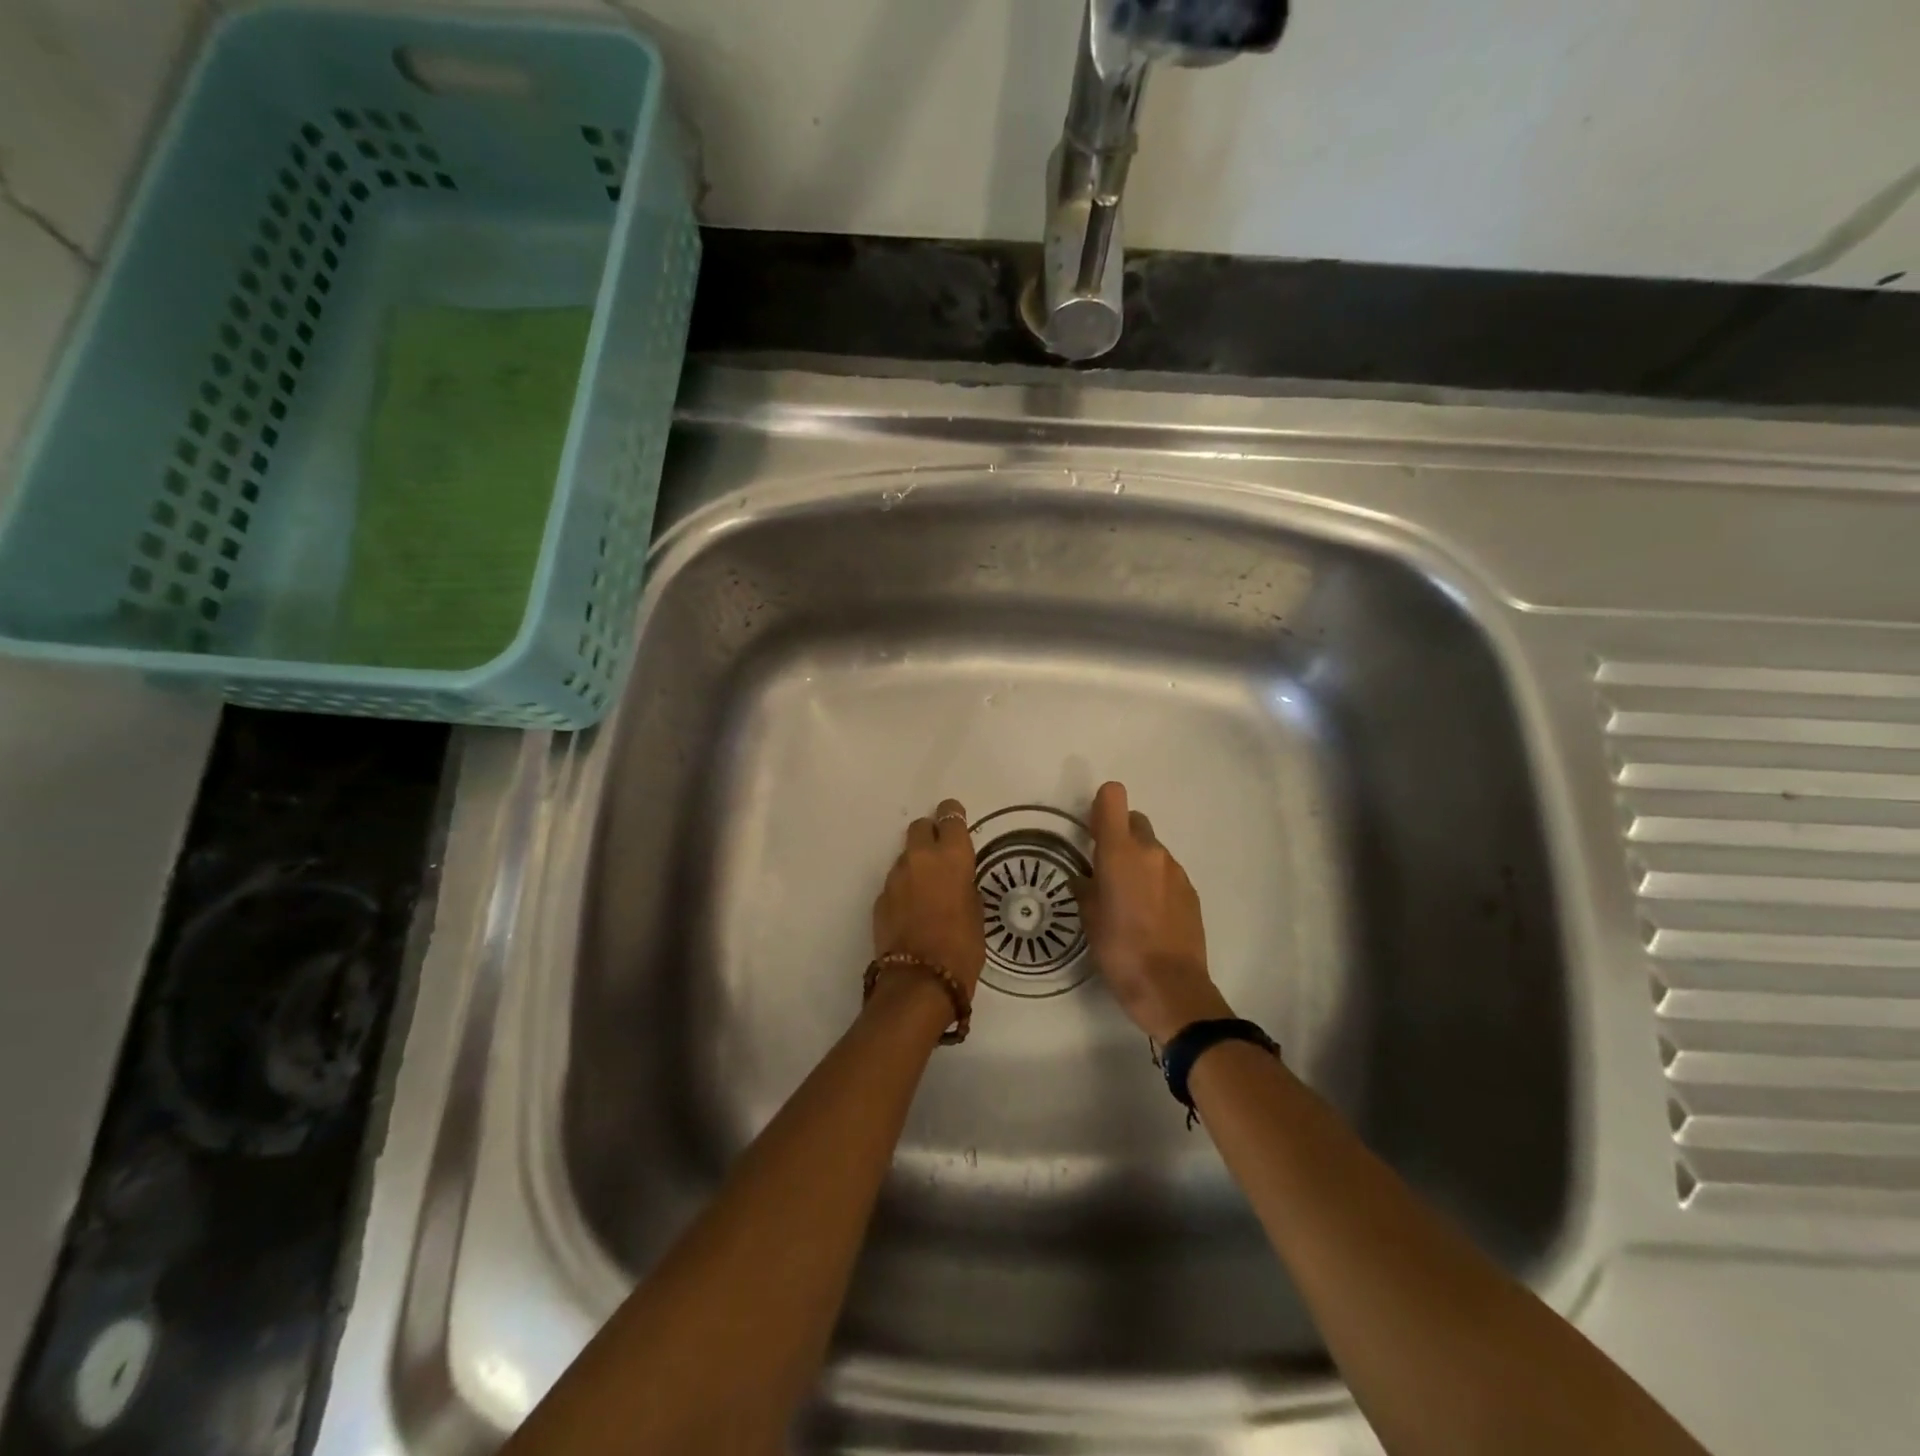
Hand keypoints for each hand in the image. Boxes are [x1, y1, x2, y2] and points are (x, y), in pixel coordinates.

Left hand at [872, 798, 985, 996]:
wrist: (919, 981)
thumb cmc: (962, 948)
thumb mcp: (977, 913)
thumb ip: (965, 887)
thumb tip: (957, 882)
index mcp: (951, 857)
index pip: (950, 817)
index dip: (953, 815)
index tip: (956, 818)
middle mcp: (920, 858)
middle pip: (920, 827)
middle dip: (930, 834)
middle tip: (941, 854)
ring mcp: (895, 877)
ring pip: (906, 857)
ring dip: (916, 865)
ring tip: (928, 891)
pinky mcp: (879, 898)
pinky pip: (895, 883)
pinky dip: (904, 890)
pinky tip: (913, 912)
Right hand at [1075, 781, 1231, 1042]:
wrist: (1171, 988)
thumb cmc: (1119, 950)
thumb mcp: (1089, 919)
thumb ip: (1085, 888)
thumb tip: (1084, 878)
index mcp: (1119, 851)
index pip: (1113, 797)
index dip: (1101, 806)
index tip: (1092, 830)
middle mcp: (1151, 851)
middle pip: (1134, 820)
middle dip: (1119, 835)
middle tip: (1106, 869)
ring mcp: (1175, 870)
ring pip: (1152, 849)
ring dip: (1139, 861)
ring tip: (1128, 900)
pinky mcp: (1191, 891)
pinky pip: (1167, 873)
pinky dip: (1156, 882)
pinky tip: (1149, 915)